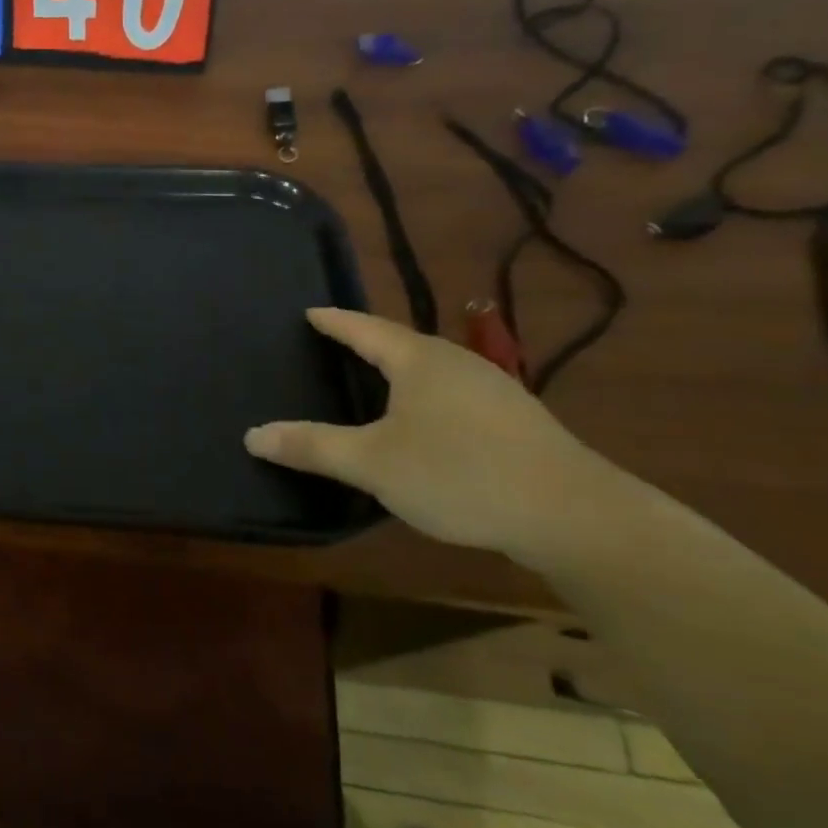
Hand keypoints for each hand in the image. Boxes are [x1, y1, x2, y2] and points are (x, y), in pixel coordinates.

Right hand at [244, 308, 625, 561]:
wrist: (575, 516)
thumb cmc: (460, 474)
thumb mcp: (372, 463)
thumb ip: (312, 446)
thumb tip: (252, 435)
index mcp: (418, 359)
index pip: (363, 327)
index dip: (333, 321)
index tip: (309, 312)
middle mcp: (455, 362)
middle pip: (399, 342)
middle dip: (364, 342)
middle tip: (331, 345)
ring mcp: (492, 388)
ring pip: (429, 368)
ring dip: (398, 370)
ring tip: (371, 380)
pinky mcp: (515, 419)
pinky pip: (452, 392)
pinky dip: (424, 395)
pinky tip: (423, 421)